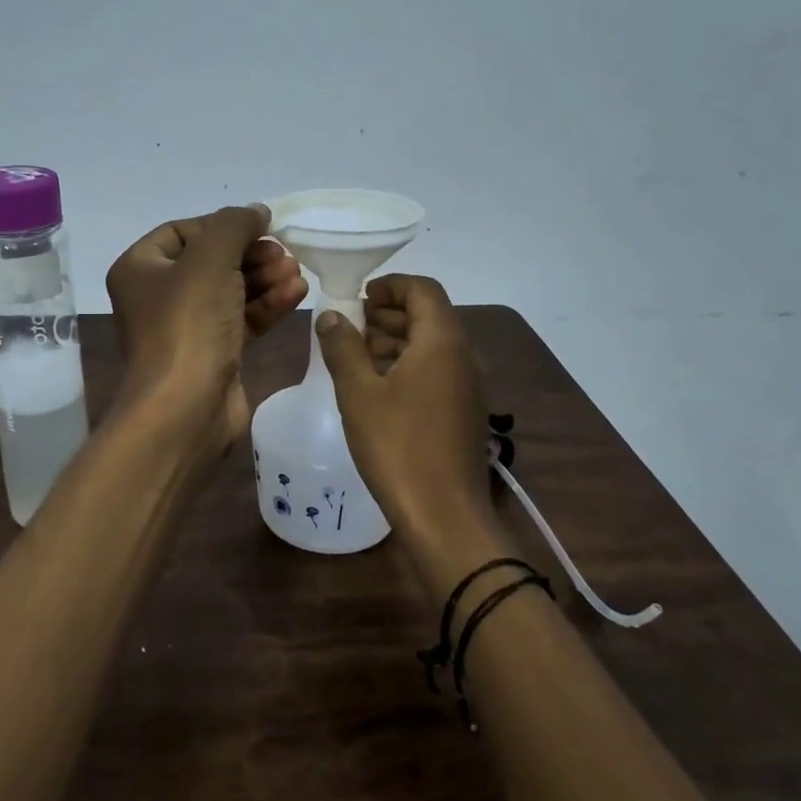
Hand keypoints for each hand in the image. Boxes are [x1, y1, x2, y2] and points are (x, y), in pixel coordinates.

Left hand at [106, 204, 307, 450]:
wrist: (186, 409)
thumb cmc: (188, 324)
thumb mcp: (210, 259)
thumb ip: (234, 225)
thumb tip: (256, 211)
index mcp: (141, 269)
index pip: (183, 231)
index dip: (222, 225)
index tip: (260, 227)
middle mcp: (159, 296)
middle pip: (212, 261)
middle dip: (251, 255)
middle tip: (284, 253)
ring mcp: (187, 327)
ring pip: (231, 291)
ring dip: (265, 278)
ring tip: (296, 272)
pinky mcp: (214, 353)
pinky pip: (242, 319)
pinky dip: (268, 305)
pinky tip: (297, 294)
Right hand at [316, 275, 490, 528]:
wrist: (445, 515)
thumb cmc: (398, 446)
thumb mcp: (359, 393)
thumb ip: (343, 347)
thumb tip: (331, 315)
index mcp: (442, 341)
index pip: (422, 289)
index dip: (390, 285)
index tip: (358, 297)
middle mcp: (464, 355)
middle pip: (428, 315)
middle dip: (388, 313)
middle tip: (350, 325)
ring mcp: (469, 386)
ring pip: (432, 345)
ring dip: (396, 340)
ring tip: (357, 354)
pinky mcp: (465, 411)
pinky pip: (437, 371)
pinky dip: (409, 365)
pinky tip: (378, 387)